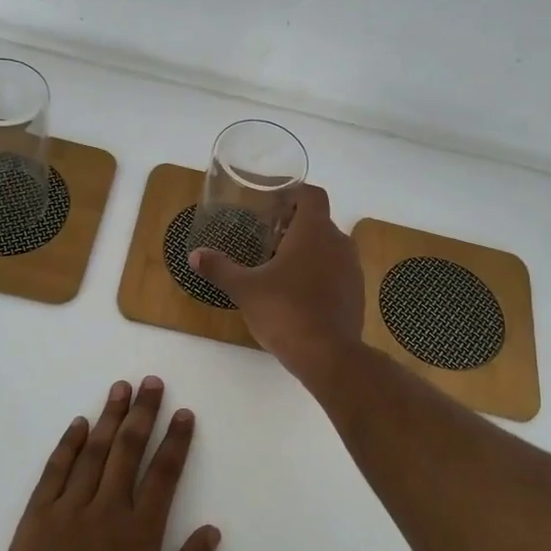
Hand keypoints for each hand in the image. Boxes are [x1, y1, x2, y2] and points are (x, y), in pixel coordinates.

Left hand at [0, 378, 220, 550]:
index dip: (176, 441)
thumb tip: (212, 531)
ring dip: (109, 418)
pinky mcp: (35, 520)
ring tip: (120, 389)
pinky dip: (68, 446)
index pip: (164, 475)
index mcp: (139, 534)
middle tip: (151, 383)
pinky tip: (78, 426)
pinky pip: (54, 472)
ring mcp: (67, 512)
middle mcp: (105, 511)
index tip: (184, 413)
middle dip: (143, 413)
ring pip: (93, 453)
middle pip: (128, 451)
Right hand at [190, 184, 363, 379]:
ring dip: (307, 251)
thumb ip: (220, 268)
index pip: (311, 195)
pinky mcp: (356, 293)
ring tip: (279, 268)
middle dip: (293, 226)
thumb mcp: (245, 289)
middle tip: (266, 239)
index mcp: (314, 231)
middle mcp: (338, 242)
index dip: (292, 194)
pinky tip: (297, 294)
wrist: (329, 356)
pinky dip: (319, 273)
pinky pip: (336, 271)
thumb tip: (195, 255)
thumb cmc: (285, 311)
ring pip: (328, 247)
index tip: (271, 205)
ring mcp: (352, 269)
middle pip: (318, 221)